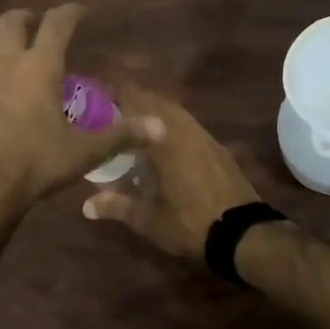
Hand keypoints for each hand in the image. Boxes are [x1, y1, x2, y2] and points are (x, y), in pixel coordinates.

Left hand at [0, 5, 162, 225]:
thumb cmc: (34, 163)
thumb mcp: (82, 152)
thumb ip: (120, 135)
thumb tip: (160, 127)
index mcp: (38, 67)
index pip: (57, 23)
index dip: (71, 12)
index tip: (81, 10)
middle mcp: (3, 64)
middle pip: (11, 21)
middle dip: (28, 18)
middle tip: (40, 26)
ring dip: (5, 53)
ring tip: (19, 70)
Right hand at [81, 86, 260, 259]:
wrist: (243, 234)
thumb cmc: (189, 222)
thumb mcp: (148, 219)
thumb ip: (116, 206)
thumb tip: (86, 206)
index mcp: (163, 137)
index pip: (135, 99)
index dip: (114, 94)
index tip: (95, 99)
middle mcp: (183, 127)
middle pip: (155, 100)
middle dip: (132, 103)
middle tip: (110, 116)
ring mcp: (204, 136)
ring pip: (174, 112)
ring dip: (153, 114)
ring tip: (133, 130)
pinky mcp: (217, 148)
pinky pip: (188, 126)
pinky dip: (171, 127)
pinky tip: (162, 147)